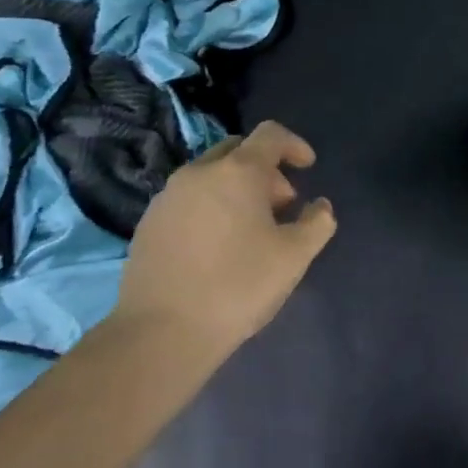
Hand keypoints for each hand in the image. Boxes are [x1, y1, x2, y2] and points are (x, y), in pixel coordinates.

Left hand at [114, 120, 336, 361]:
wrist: (161, 332)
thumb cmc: (237, 286)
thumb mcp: (294, 257)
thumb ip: (317, 223)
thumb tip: (319, 206)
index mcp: (238, 171)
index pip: (271, 134)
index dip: (294, 145)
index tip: (308, 168)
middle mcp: (199, 172)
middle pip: (238, 151)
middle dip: (266, 170)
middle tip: (281, 206)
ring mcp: (168, 196)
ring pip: (211, 175)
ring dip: (236, 189)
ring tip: (250, 230)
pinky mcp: (148, 222)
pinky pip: (188, 199)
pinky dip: (210, 207)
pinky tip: (216, 246)